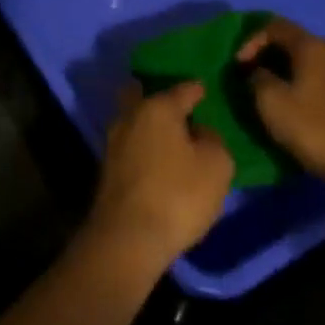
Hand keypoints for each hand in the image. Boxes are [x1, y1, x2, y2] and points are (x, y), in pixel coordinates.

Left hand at [85, 81, 233, 269]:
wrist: (128, 236)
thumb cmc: (178, 194)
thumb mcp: (216, 166)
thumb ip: (213, 140)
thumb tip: (199, 132)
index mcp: (158, 107)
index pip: (182, 89)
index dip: (197, 88)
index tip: (205, 88)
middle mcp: (131, 115)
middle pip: (144, 95)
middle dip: (160, 97)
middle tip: (180, 106)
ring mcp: (114, 140)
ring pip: (134, 119)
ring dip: (150, 123)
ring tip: (172, 134)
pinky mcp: (108, 166)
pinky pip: (131, 143)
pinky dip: (144, 144)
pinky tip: (157, 156)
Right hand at [237, 18, 324, 188]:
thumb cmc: (317, 129)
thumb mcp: (271, 103)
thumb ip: (257, 79)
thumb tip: (259, 72)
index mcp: (312, 47)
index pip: (275, 26)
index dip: (251, 41)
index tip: (240, 67)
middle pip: (299, 43)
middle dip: (274, 57)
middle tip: (258, 79)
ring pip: (320, 64)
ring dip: (298, 74)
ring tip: (286, 96)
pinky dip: (320, 90)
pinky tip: (315, 111)